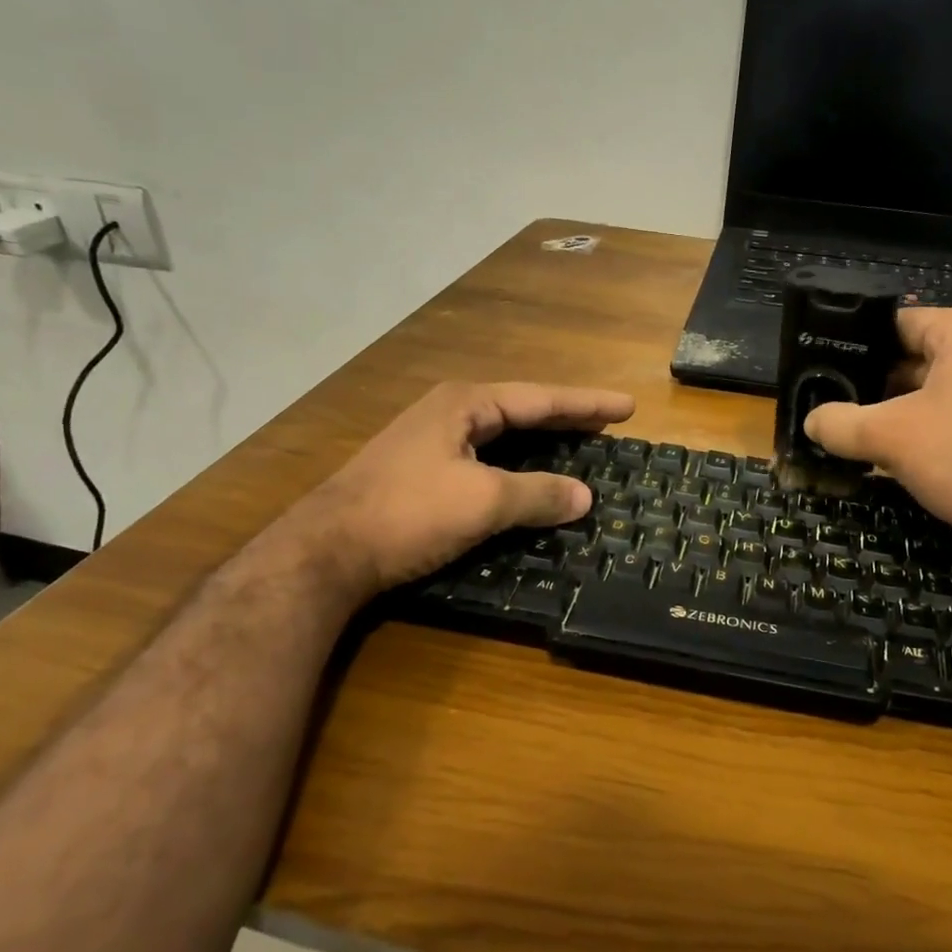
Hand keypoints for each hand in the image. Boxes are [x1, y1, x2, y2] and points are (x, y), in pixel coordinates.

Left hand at [291, 381, 634, 599]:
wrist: (324, 552)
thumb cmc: (408, 513)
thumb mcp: (481, 502)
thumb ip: (537, 495)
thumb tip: (585, 497)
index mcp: (466, 404)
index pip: (541, 399)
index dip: (587, 404)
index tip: (628, 407)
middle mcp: (449, 413)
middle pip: (522, 411)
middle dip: (567, 418)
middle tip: (609, 423)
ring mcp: (431, 442)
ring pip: (502, 436)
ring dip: (542, 443)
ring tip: (579, 444)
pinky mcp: (421, 472)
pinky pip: (486, 459)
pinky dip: (517, 466)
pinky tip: (529, 478)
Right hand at [803, 309, 951, 563]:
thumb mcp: (891, 438)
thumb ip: (840, 423)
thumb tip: (811, 421)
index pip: (898, 324)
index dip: (860, 350)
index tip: (833, 378)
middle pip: (926, 355)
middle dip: (887, 386)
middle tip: (852, 414)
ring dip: (919, 410)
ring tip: (885, 439)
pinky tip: (936, 459)